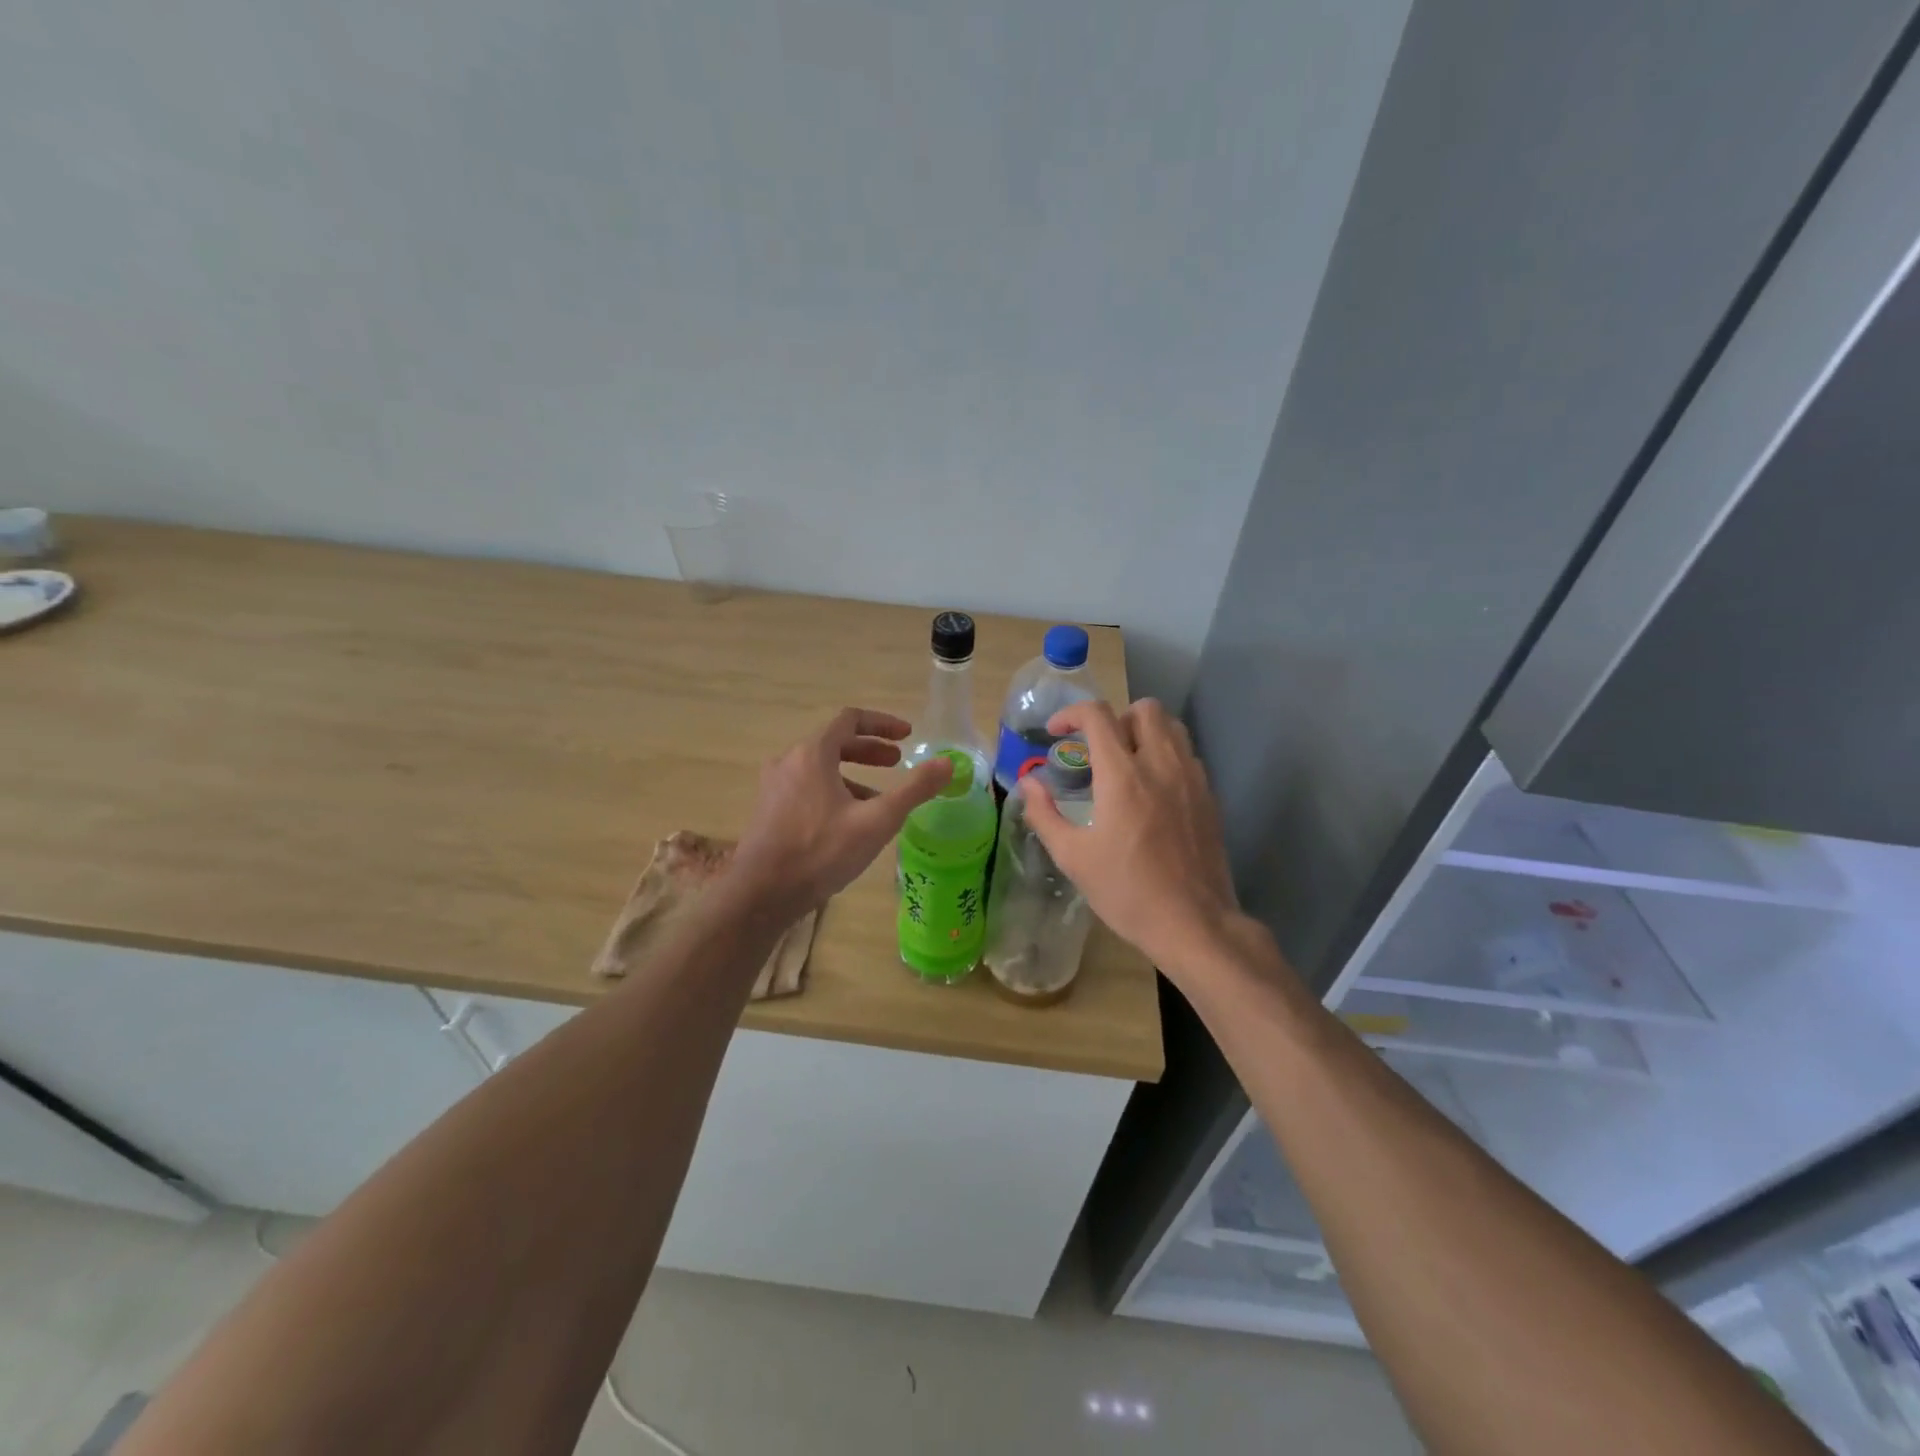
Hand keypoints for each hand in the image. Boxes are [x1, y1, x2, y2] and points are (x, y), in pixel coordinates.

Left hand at [730, 708, 951, 919]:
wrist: (762, 894)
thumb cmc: (821, 851)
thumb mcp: (876, 820)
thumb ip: (914, 789)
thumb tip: (948, 763)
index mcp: (812, 754)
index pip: (850, 720)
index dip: (882, 723)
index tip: (907, 736)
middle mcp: (789, 761)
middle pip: (834, 742)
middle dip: (869, 749)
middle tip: (897, 762)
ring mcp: (774, 786)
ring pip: (820, 767)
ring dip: (852, 773)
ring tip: (879, 797)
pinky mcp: (768, 810)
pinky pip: (807, 787)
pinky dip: (833, 790)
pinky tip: (848, 821)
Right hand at [1020, 699, 1240, 976]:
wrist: (1193, 923)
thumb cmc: (1126, 891)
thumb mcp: (1072, 857)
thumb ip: (1044, 814)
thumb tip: (1027, 784)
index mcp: (1123, 776)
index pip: (1098, 716)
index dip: (1071, 713)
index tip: (1056, 731)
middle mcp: (1160, 765)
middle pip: (1144, 708)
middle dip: (1115, 718)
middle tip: (1098, 750)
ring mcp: (1191, 778)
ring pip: (1172, 726)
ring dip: (1144, 732)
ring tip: (1126, 764)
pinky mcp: (1209, 796)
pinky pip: (1188, 754)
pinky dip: (1166, 755)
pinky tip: (1153, 791)